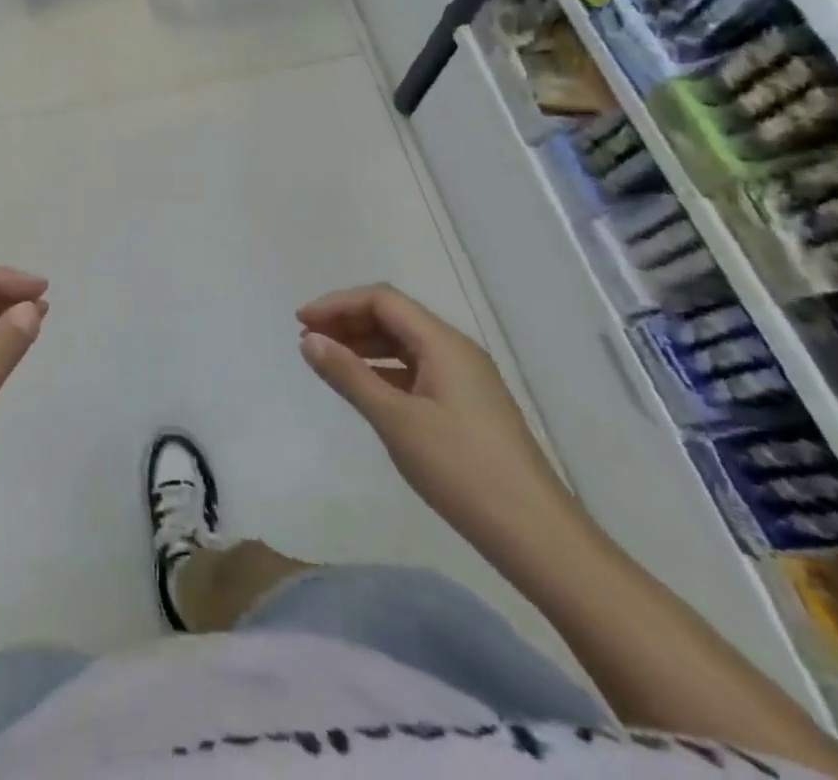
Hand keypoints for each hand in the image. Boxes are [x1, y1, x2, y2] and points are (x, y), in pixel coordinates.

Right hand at [297, 284, 579, 564]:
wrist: (537, 537)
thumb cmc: (462, 471)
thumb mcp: (396, 420)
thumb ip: (349, 375)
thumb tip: (309, 340)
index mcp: (444, 344)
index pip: (382, 300)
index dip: (337, 304)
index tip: (301, 322)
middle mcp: (456, 351)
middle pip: (393, 317)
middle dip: (347, 321)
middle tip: (308, 340)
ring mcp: (464, 379)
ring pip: (404, 344)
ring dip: (363, 345)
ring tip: (327, 361)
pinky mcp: (466, 405)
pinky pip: (415, 369)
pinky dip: (383, 369)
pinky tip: (363, 387)